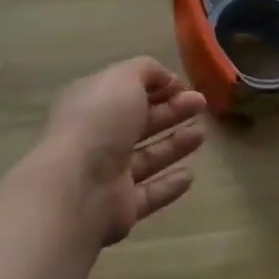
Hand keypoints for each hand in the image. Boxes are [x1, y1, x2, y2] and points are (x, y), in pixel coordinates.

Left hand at [36, 57, 206, 245]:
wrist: (76, 187)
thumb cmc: (99, 122)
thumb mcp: (123, 78)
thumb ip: (146, 71)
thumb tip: (166, 79)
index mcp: (92, 103)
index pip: (126, 90)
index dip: (156, 86)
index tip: (184, 85)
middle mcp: (97, 137)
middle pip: (140, 122)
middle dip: (172, 111)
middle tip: (201, 104)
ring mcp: (107, 174)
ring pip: (146, 157)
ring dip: (174, 145)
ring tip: (201, 135)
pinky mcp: (120, 207)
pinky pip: (149, 194)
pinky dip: (168, 185)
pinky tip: (190, 175)